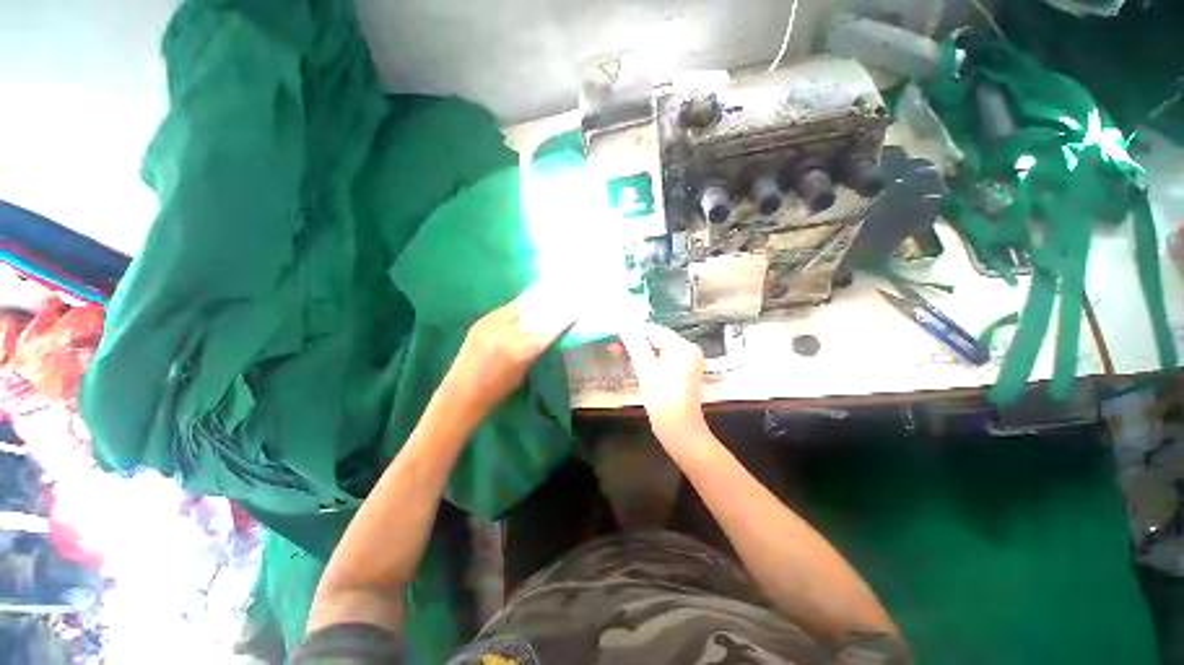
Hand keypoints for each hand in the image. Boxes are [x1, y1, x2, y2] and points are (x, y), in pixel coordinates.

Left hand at [443, 289, 572, 419]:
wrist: (461, 394)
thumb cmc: (497, 392)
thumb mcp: (523, 371)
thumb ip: (534, 349)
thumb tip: (546, 331)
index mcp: (521, 351)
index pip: (549, 328)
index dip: (563, 318)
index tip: (573, 310)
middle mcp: (507, 333)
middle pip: (534, 311)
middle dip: (549, 304)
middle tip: (560, 297)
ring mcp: (491, 325)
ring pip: (519, 306)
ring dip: (533, 302)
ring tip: (545, 294)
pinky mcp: (480, 322)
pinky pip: (504, 309)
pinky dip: (516, 308)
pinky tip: (523, 306)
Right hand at [617, 323, 710, 447]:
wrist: (679, 430)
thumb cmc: (663, 398)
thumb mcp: (646, 368)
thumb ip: (634, 344)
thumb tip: (623, 325)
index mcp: (683, 346)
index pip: (654, 330)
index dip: (633, 329)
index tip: (613, 331)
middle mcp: (687, 351)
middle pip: (656, 339)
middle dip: (633, 342)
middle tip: (612, 344)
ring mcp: (685, 363)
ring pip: (656, 350)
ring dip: (637, 351)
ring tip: (616, 352)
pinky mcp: (679, 374)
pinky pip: (660, 361)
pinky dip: (645, 361)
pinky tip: (629, 362)